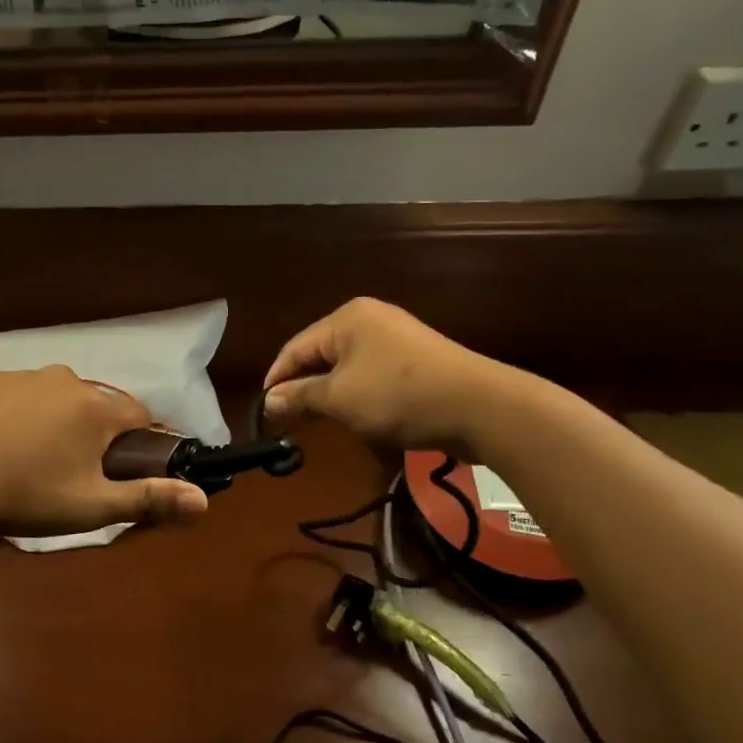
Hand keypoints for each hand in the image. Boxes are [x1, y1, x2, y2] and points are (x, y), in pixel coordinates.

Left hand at [0, 367, 209, 535]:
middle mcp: (67, 379)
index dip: (137, 444)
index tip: (121, 471)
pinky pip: (23, 396)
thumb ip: (148, 499)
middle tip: (72, 474)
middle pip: (98, 406)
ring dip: (58, 422)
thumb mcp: (91, 506)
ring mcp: (25, 376)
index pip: (139, 416)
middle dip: (95, 434)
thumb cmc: (26, 494)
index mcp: (96, 408)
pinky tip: (3, 445)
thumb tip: (203, 500)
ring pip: (59, 398)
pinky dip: (24, 415)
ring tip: (33, 461)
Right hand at [262, 298, 515, 449]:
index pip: (295, 348)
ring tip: (315, 423)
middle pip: (320, 355)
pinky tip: (354, 417)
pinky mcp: (416, 361)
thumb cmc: (398, 396)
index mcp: (346, 319)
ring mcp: (396, 339)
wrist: (479, 406)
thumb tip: (268, 401)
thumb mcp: (339, 398)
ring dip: (329, 395)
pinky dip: (357, 396)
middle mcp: (370, 320)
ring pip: (346, 368)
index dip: (276, 380)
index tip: (263, 412)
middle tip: (285, 422)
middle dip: (302, 388)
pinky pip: (372, 376)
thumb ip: (299, 396)